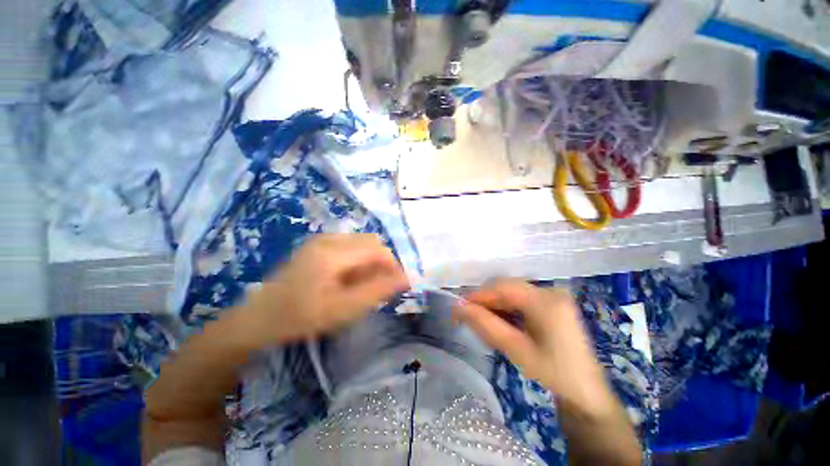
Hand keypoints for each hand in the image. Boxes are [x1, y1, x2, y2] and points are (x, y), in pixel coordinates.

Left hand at [232, 234, 409, 345]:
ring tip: (365, 284)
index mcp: (333, 253)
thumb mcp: (344, 309)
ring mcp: (322, 239)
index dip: (393, 266)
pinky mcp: (319, 244)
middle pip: (372, 242)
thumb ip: (377, 291)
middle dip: (382, 263)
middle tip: (381, 286)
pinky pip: (351, 245)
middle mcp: (329, 239)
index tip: (399, 285)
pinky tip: (351, 277)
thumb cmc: (301, 317)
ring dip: (371, 261)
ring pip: (362, 243)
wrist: (261, 317)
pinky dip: (359, 259)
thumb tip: (405, 279)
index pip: (377, 250)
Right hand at [455, 279, 615, 412]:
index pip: (502, 287)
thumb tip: (458, 307)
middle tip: (468, 318)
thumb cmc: (553, 375)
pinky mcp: (552, 304)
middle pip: (507, 288)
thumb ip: (486, 324)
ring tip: (483, 323)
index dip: (478, 295)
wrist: (587, 393)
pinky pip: (521, 300)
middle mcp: (550, 291)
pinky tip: (501, 324)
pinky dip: (507, 309)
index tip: (458, 307)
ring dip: (495, 306)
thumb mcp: (516, 350)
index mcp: (546, 301)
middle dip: (486, 301)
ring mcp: (553, 296)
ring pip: (512, 293)